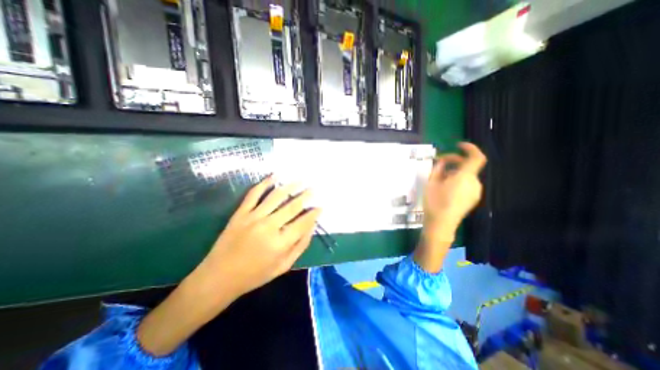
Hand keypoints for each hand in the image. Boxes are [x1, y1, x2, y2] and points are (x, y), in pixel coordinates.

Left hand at [197, 175, 321, 298]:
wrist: (219, 277)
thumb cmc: (255, 275)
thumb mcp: (283, 267)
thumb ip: (300, 246)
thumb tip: (311, 227)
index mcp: (280, 243)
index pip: (303, 222)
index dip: (314, 214)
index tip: (320, 207)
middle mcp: (269, 227)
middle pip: (292, 206)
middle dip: (306, 196)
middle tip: (313, 189)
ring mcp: (253, 217)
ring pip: (276, 196)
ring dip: (290, 186)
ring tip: (300, 180)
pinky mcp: (240, 213)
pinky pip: (254, 194)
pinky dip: (265, 183)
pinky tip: (274, 176)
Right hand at [422, 142, 483, 239]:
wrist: (441, 224)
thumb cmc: (434, 202)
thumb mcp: (431, 183)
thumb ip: (438, 169)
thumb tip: (442, 162)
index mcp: (464, 177)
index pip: (476, 157)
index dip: (470, 148)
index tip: (458, 145)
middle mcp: (474, 183)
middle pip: (469, 166)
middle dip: (455, 162)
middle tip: (439, 163)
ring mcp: (475, 192)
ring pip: (467, 175)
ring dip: (455, 172)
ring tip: (440, 178)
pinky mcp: (473, 199)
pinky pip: (467, 184)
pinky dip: (458, 180)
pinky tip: (446, 187)